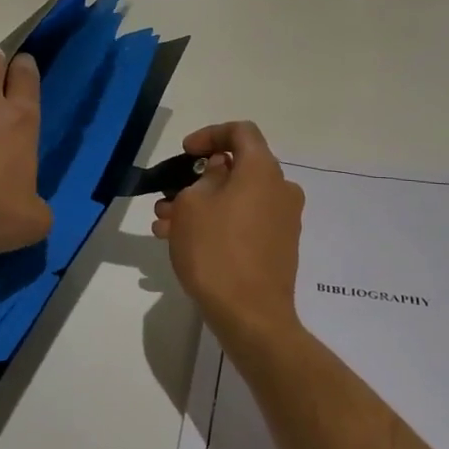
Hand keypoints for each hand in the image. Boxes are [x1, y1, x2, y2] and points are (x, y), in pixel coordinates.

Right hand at [153, 121, 305, 356]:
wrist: (251, 316)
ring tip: (165, 226)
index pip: (241, 131)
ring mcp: (283, 221)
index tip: (186, 153)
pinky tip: (184, 243)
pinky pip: (245, 223)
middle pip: (238, 169)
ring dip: (201, 205)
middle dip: (198, 179)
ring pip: (237, 199)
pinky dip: (217, 224)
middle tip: (167, 197)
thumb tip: (220, 171)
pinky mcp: (279, 248)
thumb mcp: (192, 205)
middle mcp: (280, 189)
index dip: (210, 134)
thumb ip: (204, 178)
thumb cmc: (216, 251)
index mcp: (263, 170)